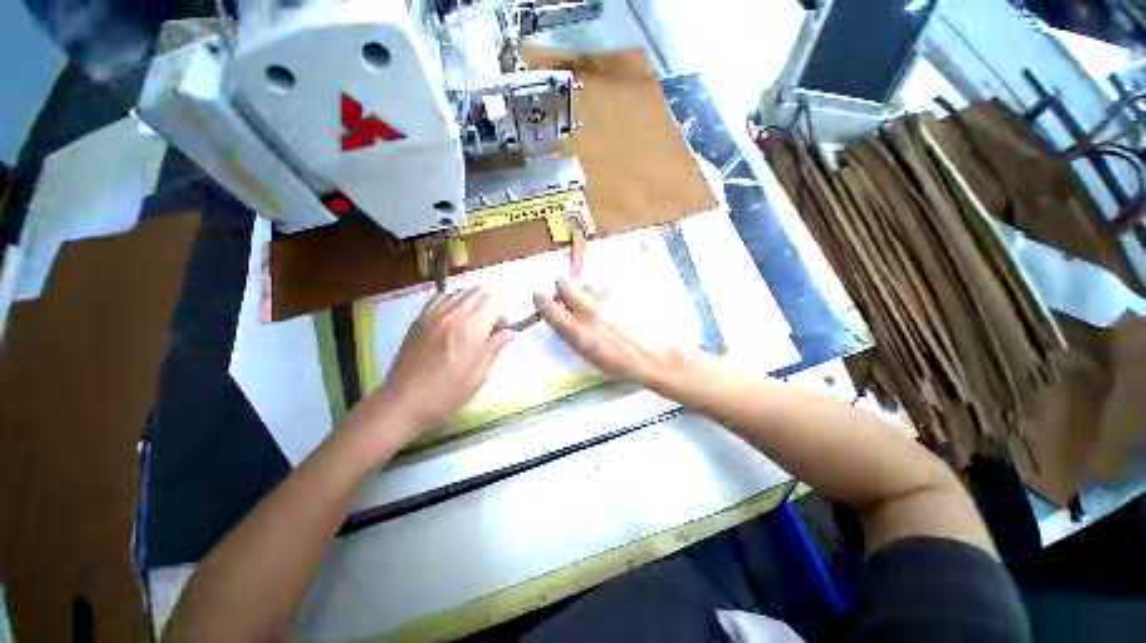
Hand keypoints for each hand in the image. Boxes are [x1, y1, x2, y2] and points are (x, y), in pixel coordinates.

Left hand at [354, 288, 513, 440]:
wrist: (404, 401)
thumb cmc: (448, 392)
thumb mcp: (479, 374)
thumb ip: (495, 347)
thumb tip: (509, 332)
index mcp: (471, 328)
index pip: (492, 302)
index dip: (501, 315)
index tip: (500, 331)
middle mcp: (453, 314)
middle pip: (478, 292)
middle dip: (489, 306)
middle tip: (488, 327)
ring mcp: (433, 314)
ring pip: (459, 292)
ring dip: (471, 303)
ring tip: (470, 323)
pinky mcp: (419, 319)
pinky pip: (440, 298)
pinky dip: (451, 302)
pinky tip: (451, 321)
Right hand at [533, 279, 692, 387]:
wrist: (661, 357)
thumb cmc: (624, 366)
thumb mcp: (591, 356)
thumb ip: (574, 334)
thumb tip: (566, 316)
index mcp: (577, 331)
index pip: (547, 306)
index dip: (541, 298)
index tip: (539, 295)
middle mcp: (588, 310)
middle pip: (564, 283)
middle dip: (563, 285)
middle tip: (569, 291)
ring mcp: (607, 297)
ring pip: (589, 286)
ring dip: (590, 293)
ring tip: (605, 308)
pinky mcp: (625, 290)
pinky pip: (609, 289)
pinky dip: (611, 296)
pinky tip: (624, 309)